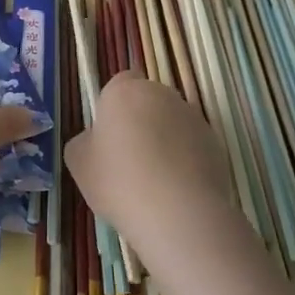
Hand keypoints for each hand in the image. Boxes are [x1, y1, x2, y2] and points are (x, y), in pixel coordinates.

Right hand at [64, 72, 238, 250]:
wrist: (177, 212)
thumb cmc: (119, 181)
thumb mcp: (78, 163)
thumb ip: (84, 141)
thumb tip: (95, 139)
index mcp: (125, 92)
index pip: (120, 83)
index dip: (114, 106)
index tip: (109, 135)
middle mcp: (162, 95)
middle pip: (148, 101)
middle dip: (140, 122)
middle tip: (128, 160)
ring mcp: (193, 117)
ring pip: (173, 123)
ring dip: (165, 140)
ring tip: (155, 180)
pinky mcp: (216, 143)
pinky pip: (192, 145)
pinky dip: (185, 159)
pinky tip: (176, 189)